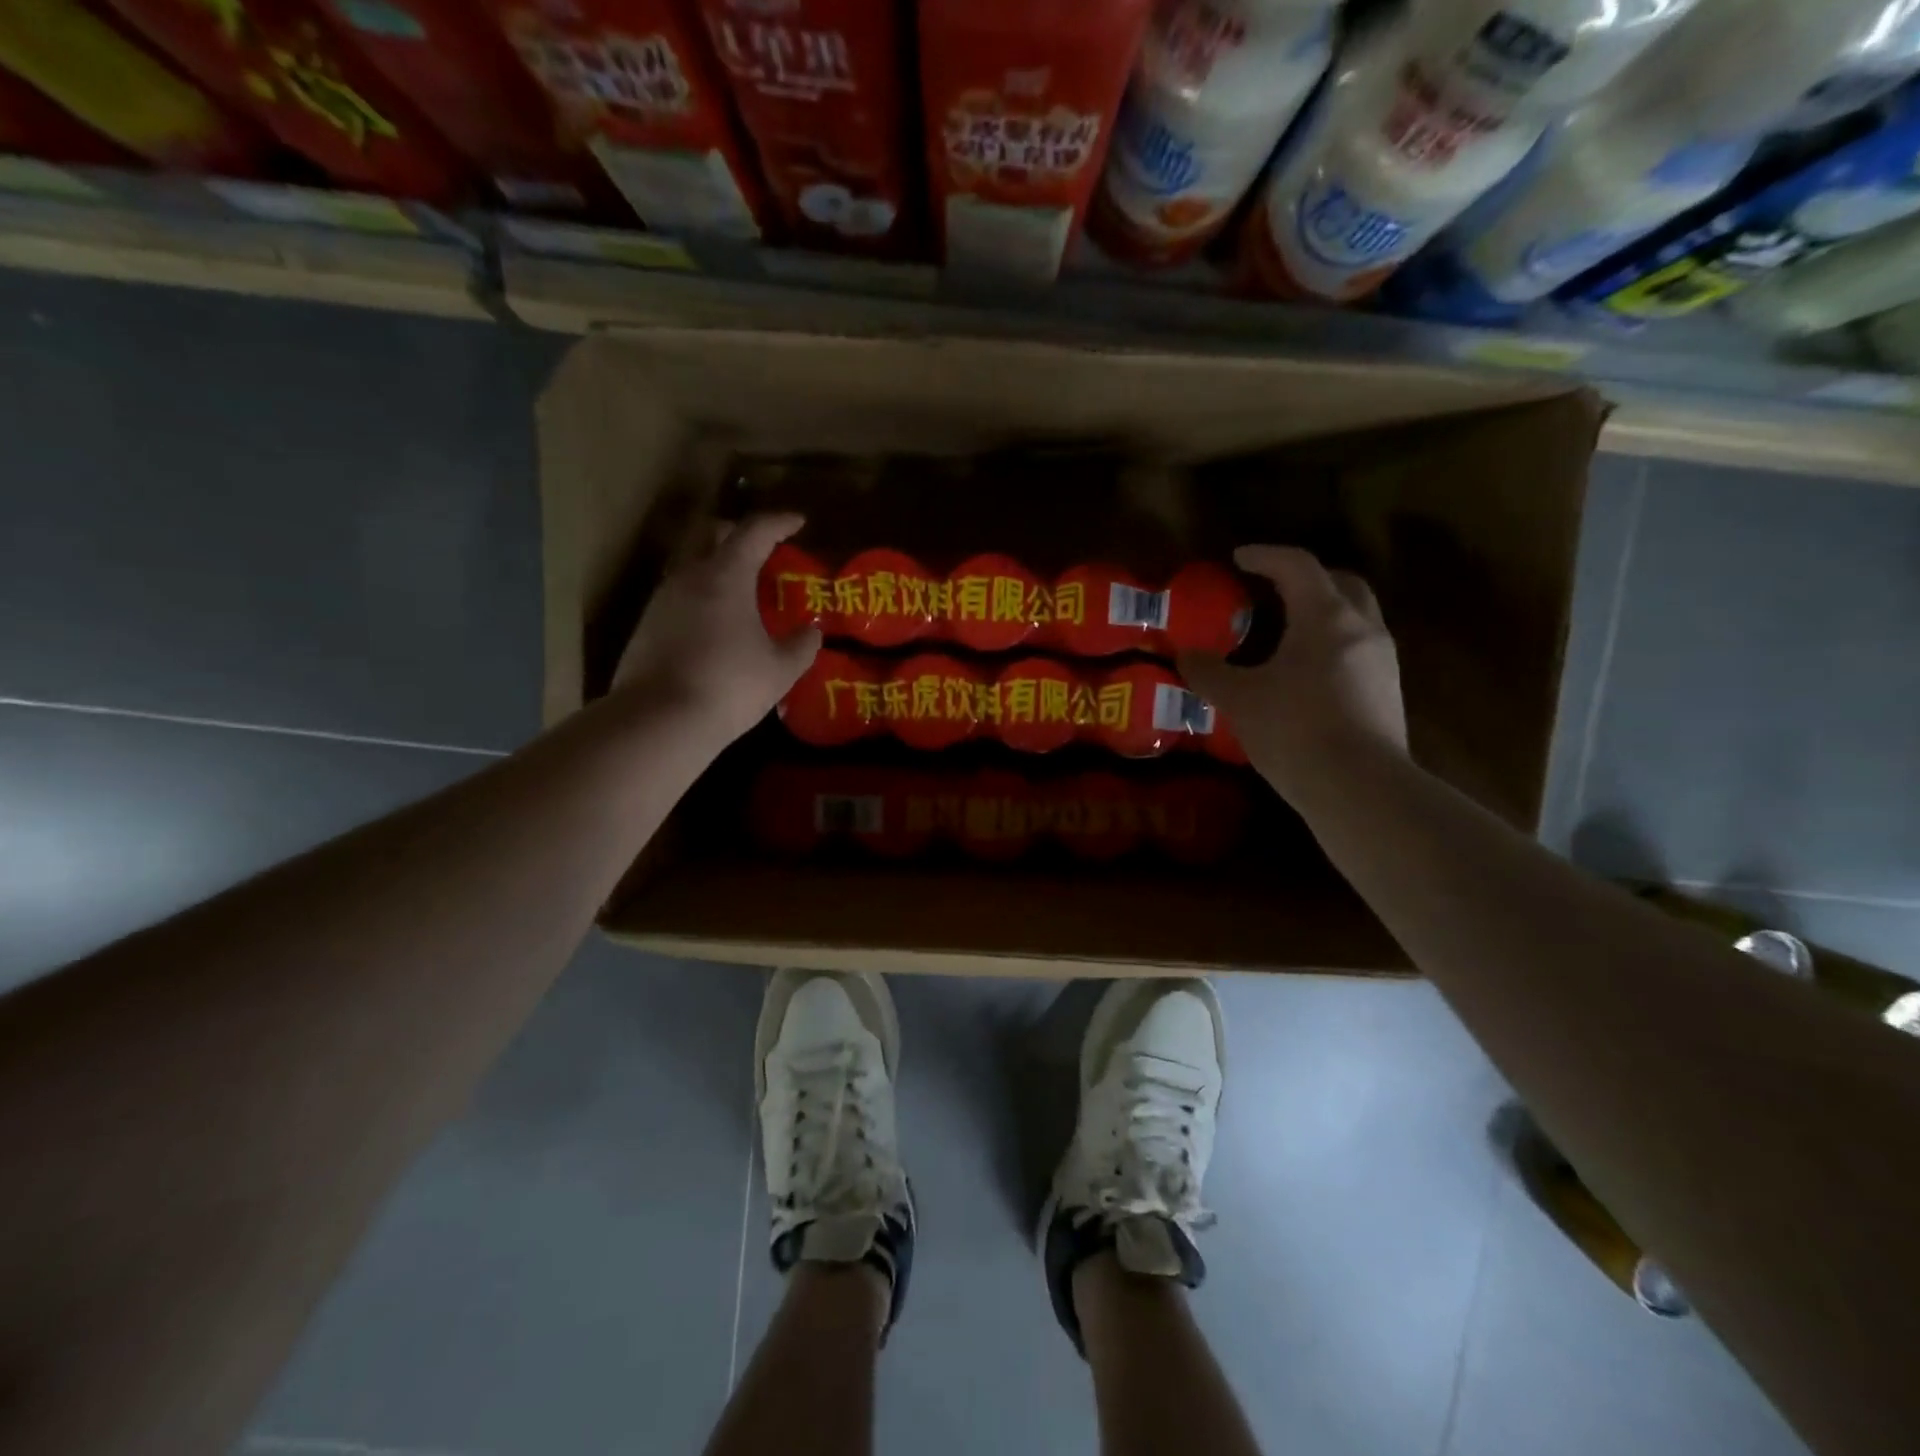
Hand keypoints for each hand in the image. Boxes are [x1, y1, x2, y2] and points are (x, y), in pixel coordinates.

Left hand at [614, 513, 821, 742]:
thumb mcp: (780, 669)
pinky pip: (679, 597)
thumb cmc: (730, 685)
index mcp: (726, 575)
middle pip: (713, 536)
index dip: (779, 523)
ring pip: (692, 567)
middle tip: (763, 551)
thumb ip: (802, 645)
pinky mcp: (645, 626)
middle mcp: (689, 576)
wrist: (659, 720)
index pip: (755, 531)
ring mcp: (661, 600)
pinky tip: (714, 626)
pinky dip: (701, 598)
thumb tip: (812, 631)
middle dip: (740, 535)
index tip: (798, 522)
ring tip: (740, 593)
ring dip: (717, 569)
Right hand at [1178, 546, 1406, 801]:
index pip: (1297, 565)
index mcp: (1325, 616)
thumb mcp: (1238, 699)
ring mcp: (1381, 660)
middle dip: (1305, 578)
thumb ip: (1208, 672)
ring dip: (1322, 612)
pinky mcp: (1387, 691)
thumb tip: (1185, 655)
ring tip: (1286, 633)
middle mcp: (1362, 627)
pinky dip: (1331, 645)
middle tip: (1273, 589)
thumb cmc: (1294, 729)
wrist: (1359, 788)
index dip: (1265, 556)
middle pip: (1340, 582)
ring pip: (1354, 617)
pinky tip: (1306, 674)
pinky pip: (1358, 649)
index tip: (1239, 558)